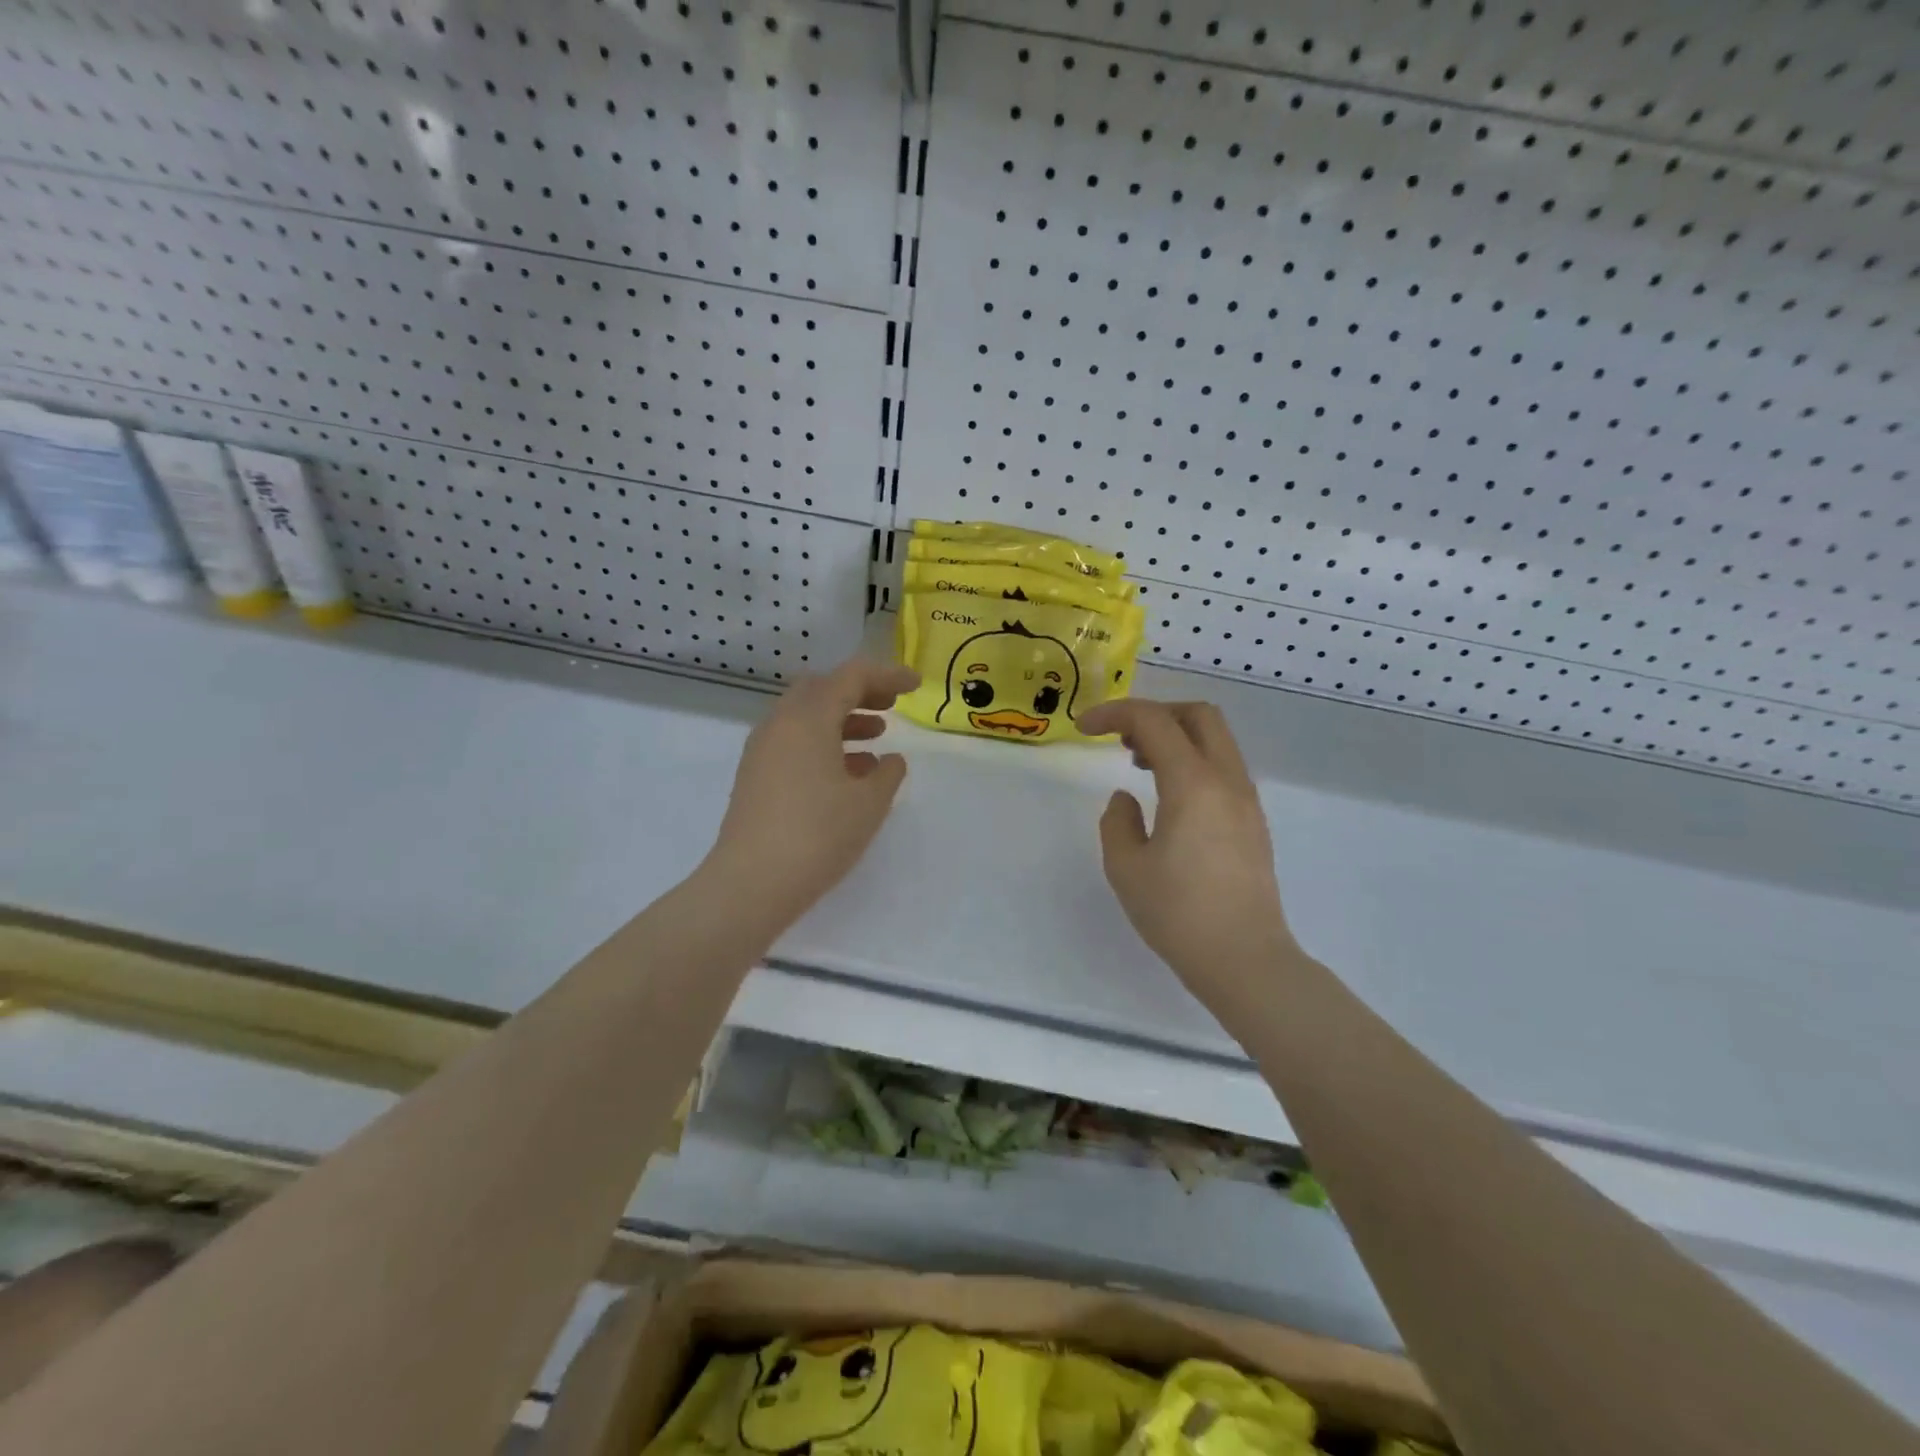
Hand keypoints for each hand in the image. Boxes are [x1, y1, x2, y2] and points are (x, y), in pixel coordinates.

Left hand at [705, 658, 919, 921]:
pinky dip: (824, 743)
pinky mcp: (756, 776)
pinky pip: (794, 742)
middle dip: (860, 691)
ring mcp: (762, 750)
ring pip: (806, 717)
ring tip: (877, 737)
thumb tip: (891, 760)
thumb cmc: (818, 836)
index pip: (851, 676)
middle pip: (822, 689)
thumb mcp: (869, 804)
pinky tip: (849, 772)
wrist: (751, 884)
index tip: (916, 686)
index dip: (887, 675)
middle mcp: (780, 724)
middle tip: (891, 705)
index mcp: (808, 718)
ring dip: (843, 719)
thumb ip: (888, 774)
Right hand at [1077, 699, 1296, 996]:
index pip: (1154, 722)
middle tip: (1120, 738)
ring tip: (1138, 764)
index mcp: (1194, 784)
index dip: (1114, 714)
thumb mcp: (1126, 868)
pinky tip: (1167, 794)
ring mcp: (1246, 800)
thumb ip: (1117, 822)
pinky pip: (1222, 767)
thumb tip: (1126, 799)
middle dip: (1154, 713)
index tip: (1084, 728)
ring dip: (1175, 737)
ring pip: (1215, 740)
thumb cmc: (1179, 914)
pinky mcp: (1252, 821)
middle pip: (1198, 715)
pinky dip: (1192, 760)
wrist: (1245, 960)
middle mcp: (1227, 781)